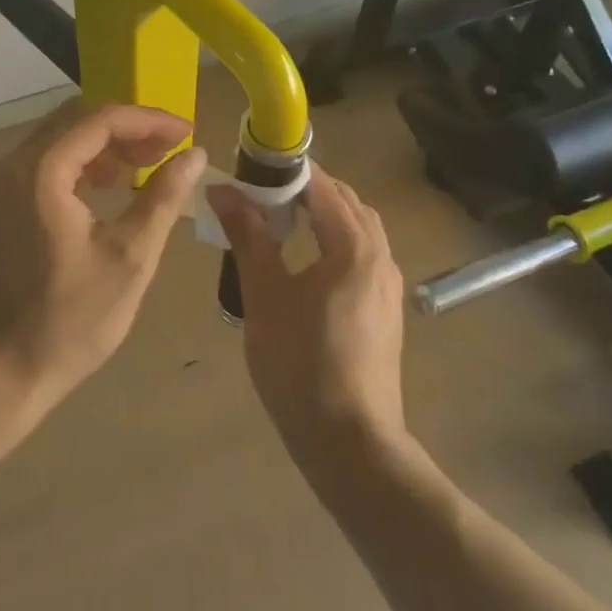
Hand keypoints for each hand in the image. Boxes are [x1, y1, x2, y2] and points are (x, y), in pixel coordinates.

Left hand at [0, 101, 206, 421]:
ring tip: (146, 166)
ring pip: (58, 140)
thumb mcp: (129, 259)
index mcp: (40, 171)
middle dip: (127, 128)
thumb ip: (162, 198)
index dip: (149, 119)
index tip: (187, 134)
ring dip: (104, 145)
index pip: (100, 118)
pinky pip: (43, 164)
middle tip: (170, 150)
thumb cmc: (69, 321)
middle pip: (76, 121)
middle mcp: (10, 165)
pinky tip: (108, 187)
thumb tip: (193, 156)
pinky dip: (80, 165)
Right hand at [209, 164, 406, 460]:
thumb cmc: (301, 363)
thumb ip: (248, 236)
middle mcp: (380, 258)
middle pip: (346, 203)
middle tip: (261, 193)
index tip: (250, 167)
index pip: (323, 186)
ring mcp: (388, 287)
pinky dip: (334, 241)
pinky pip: (361, 256)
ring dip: (323, 214)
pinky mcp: (386, 312)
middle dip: (306, 189)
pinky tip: (305, 263)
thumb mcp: (264, 294)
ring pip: (358, 230)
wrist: (350, 443)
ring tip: (280, 223)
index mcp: (354, 247)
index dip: (287, 171)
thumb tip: (223, 189)